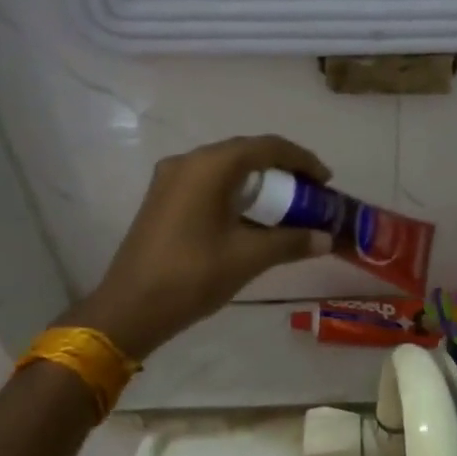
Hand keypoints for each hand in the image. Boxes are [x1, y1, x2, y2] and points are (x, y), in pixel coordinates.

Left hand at [62, 136, 332, 359]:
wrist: (130, 308)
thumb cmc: (193, 275)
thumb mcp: (248, 257)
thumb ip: (291, 242)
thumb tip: (325, 239)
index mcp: (210, 166)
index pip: (267, 147)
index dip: (301, 160)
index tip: (326, 181)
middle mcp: (188, 161)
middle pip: (246, 153)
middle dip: (282, 171)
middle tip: (309, 195)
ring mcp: (170, 179)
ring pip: (226, 169)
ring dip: (259, 183)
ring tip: (286, 207)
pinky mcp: (163, 199)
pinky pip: (209, 183)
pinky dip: (236, 193)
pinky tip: (251, 217)